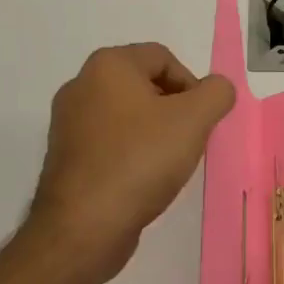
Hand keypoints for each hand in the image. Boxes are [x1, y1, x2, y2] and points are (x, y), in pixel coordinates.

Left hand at [29, 43, 235, 280]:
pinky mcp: (66, 157)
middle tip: (188, 142)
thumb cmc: (140, 160)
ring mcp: (68, 123)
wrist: (84, 225)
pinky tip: (142, 181)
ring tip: (167, 164)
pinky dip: (131, 154)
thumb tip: (217, 89)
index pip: (163, 58)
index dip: (192, 86)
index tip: (201, 122)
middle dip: (174, 110)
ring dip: (154, 134)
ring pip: (127, 116)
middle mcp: (81, 85)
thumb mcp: (194, 120)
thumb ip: (216, 94)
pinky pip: (110, 143)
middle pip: (144, 85)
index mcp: (108, 65)